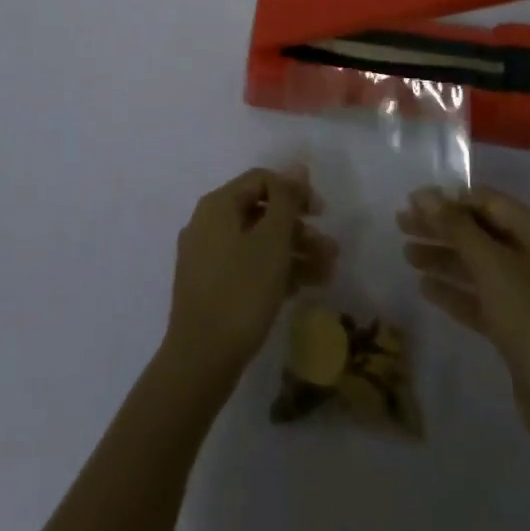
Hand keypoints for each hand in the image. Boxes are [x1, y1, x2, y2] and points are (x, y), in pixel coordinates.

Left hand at [164, 166, 336, 386]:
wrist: (199, 363)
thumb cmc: (240, 292)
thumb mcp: (272, 241)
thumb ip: (287, 200)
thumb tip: (297, 167)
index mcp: (218, 205)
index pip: (262, 180)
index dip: (295, 191)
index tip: (321, 213)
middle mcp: (208, 223)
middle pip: (261, 211)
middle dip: (299, 228)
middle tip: (330, 249)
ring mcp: (206, 257)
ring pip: (257, 242)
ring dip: (293, 252)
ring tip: (327, 273)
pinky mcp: (210, 288)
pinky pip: (247, 267)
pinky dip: (274, 271)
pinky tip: (302, 288)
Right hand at [399, 187, 529, 450]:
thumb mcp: (491, 265)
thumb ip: (456, 226)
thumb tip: (424, 194)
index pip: (488, 203)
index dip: (450, 200)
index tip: (413, 203)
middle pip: (480, 233)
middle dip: (441, 228)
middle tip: (401, 225)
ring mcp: (529, 295)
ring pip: (478, 266)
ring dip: (444, 258)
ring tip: (406, 255)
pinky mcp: (519, 328)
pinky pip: (482, 298)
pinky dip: (456, 291)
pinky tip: (425, 289)